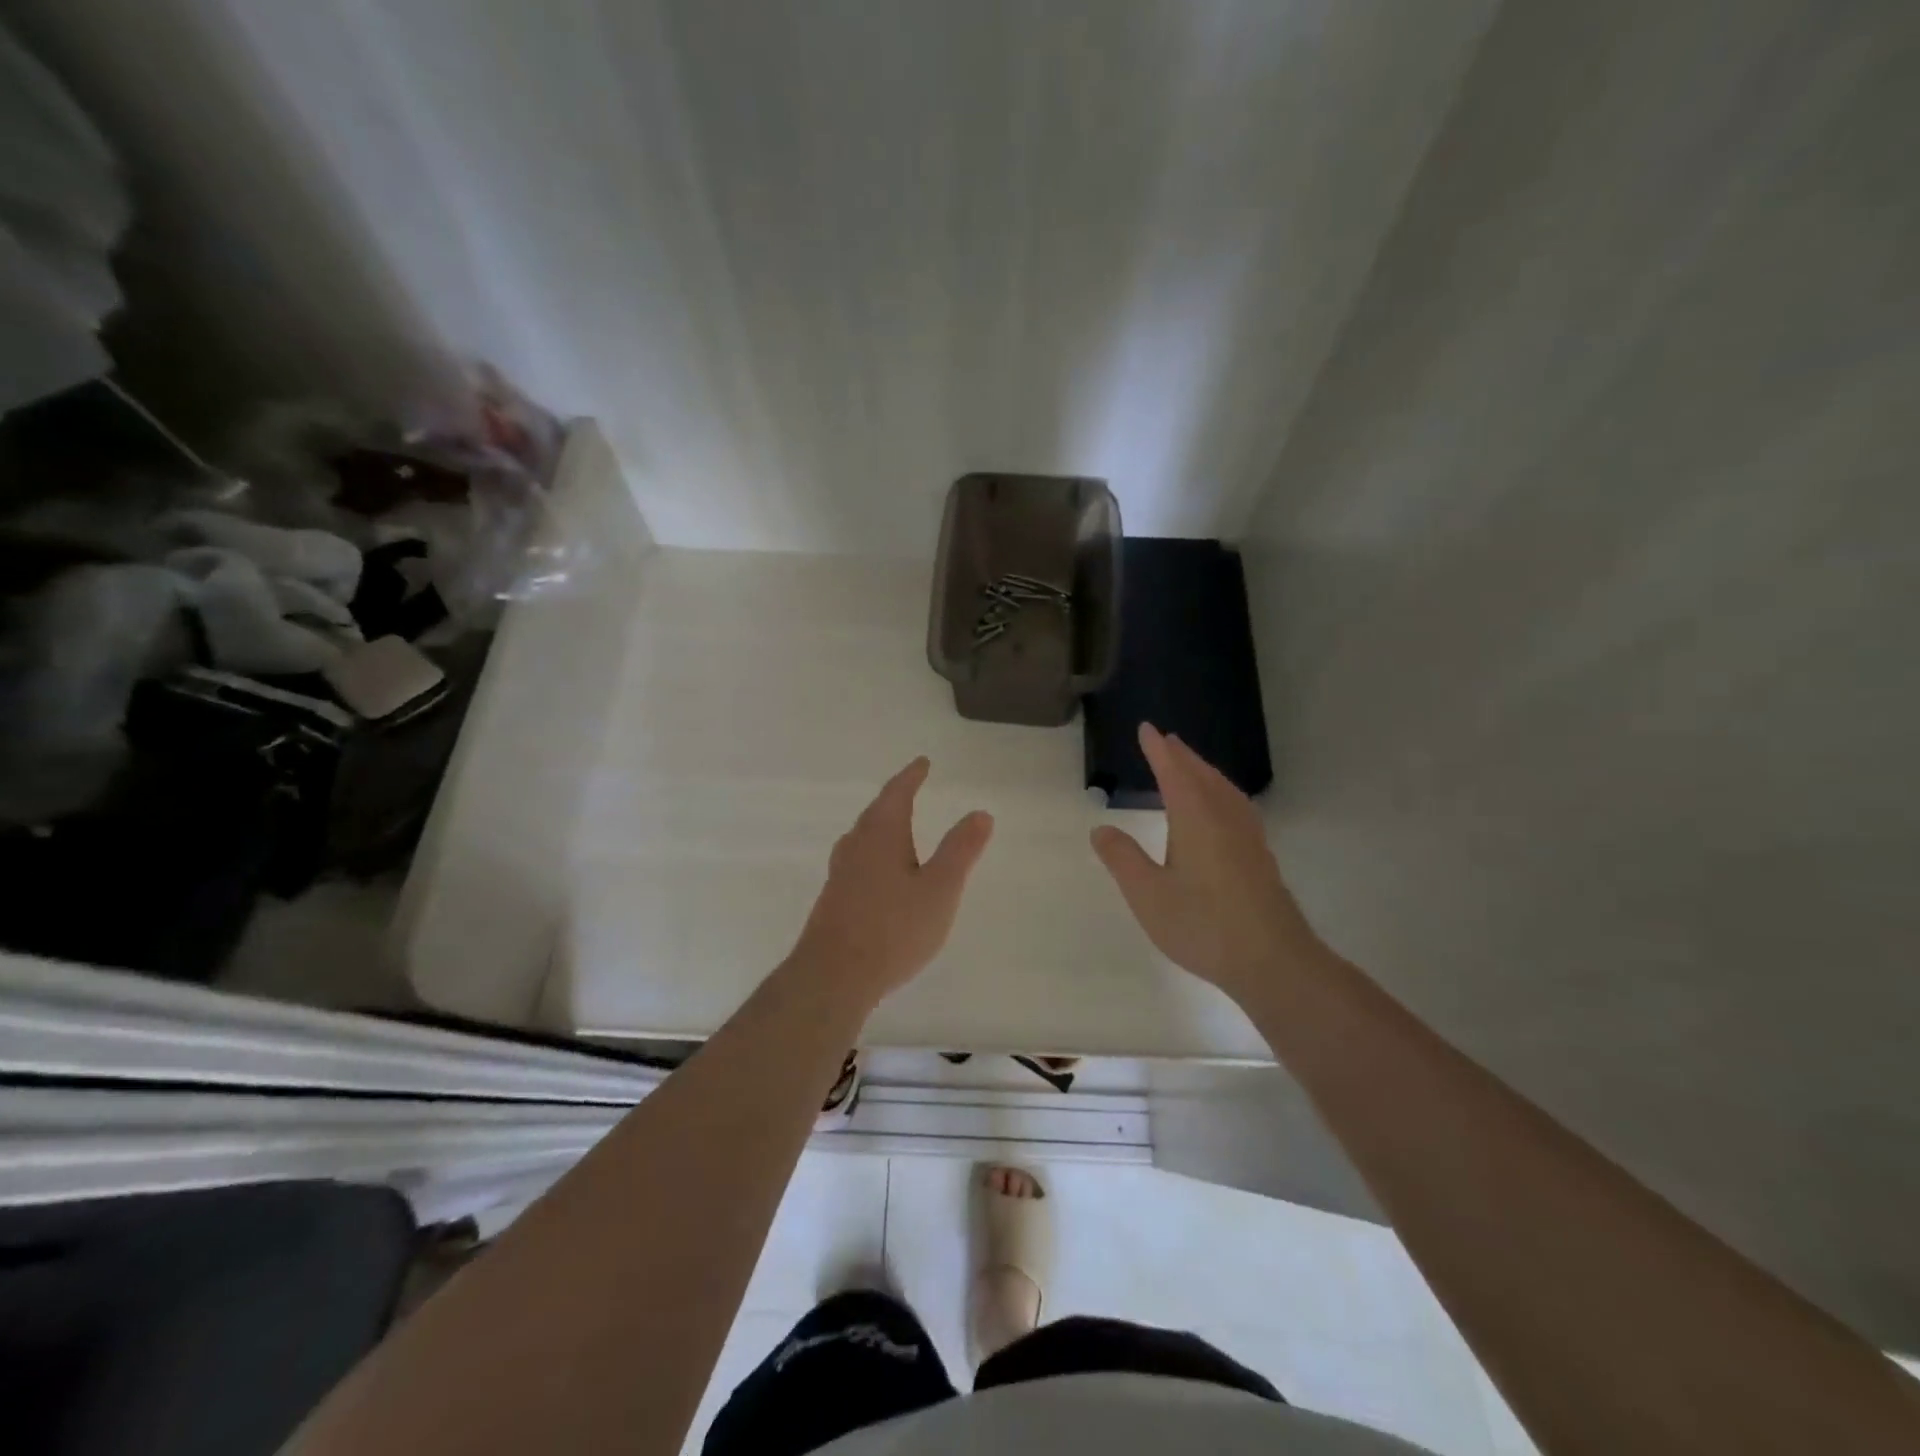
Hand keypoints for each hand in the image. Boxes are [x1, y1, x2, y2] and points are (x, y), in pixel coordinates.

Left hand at [788, 757, 993, 1005]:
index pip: (897, 794)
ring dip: (881, 826)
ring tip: (895, 826)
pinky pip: (857, 862)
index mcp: (882, 835)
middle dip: (895, 799)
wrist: (833, 976)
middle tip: (910, 789)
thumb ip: (961, 850)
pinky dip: (873, 853)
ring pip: (862, 838)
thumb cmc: (893, 928)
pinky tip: (879, 874)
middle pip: (876, 813)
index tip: (922, 763)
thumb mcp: (939, 889)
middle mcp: (856, 846)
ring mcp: (840, 874)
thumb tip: (980, 812)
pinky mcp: (833, 900)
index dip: (911, 776)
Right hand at [1091, 723, 1324, 1005]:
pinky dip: (1221, 793)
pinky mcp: (1260, 857)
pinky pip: (1236, 807)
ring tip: (1191, 767)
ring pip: (1224, 791)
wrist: (1273, 960)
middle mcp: (1225, 818)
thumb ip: (1123, 859)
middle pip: (1203, 776)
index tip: (1146, 729)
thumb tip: (1101, 829)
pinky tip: (1222, 811)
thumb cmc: (1203, 925)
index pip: (1173, 773)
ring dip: (1204, 772)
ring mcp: (1248, 837)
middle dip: (1182, 756)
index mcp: (1196, 818)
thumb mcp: (1148, 894)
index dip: (1158, 751)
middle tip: (1167, 740)